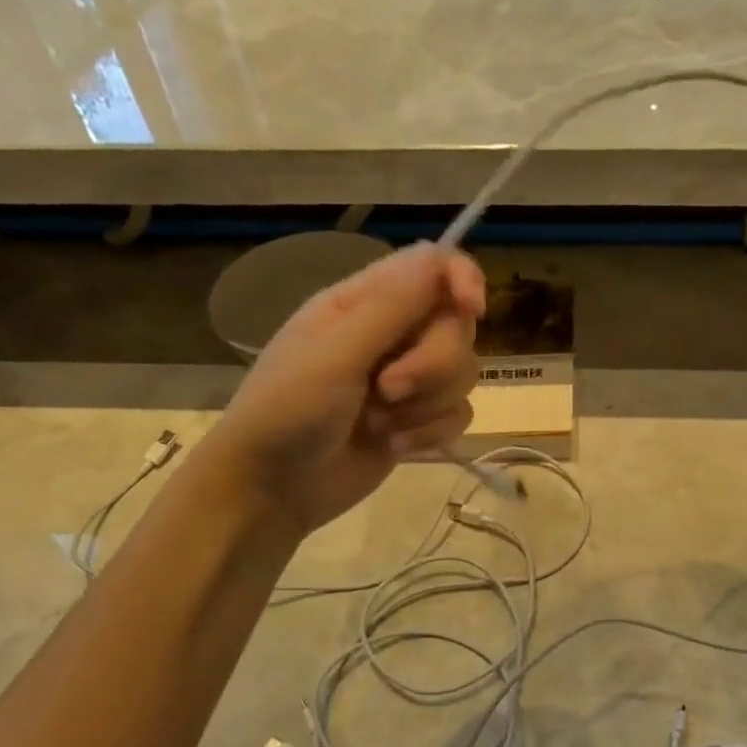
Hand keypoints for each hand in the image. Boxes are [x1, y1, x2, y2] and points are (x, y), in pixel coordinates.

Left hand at [210, 243, 485, 534]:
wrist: (273, 490)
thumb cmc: (287, 412)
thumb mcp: (334, 355)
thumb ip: (391, 307)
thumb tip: (443, 256)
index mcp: (363, 303)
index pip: (433, 266)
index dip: (462, 279)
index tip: (473, 310)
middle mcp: (392, 334)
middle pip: (456, 326)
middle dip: (433, 365)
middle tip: (388, 390)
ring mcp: (408, 379)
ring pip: (463, 372)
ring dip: (429, 404)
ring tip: (382, 425)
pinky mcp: (419, 421)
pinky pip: (458, 413)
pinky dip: (431, 433)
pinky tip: (395, 447)